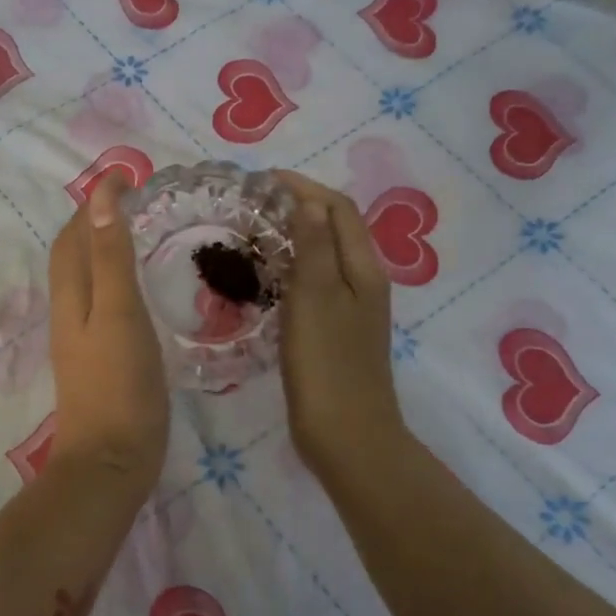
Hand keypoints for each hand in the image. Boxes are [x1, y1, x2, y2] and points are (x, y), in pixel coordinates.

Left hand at [46, 176, 168, 487]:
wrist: (111, 462)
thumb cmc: (121, 386)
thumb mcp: (120, 314)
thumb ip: (111, 258)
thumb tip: (99, 198)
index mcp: (72, 298)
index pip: (73, 237)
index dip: (92, 204)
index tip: (123, 175)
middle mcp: (69, 314)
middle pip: (72, 257)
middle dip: (91, 222)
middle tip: (127, 200)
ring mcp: (80, 341)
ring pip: (84, 282)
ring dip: (100, 250)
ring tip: (132, 234)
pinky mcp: (97, 363)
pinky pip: (99, 306)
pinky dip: (112, 281)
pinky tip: (133, 290)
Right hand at [275, 171, 406, 479]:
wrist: (346, 436)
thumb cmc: (328, 366)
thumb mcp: (316, 298)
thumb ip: (314, 247)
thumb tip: (307, 201)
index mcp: (363, 269)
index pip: (338, 209)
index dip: (304, 188)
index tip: (262, 180)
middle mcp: (363, 283)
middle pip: (334, 229)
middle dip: (298, 208)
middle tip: (252, 205)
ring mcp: (350, 310)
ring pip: (323, 258)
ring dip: (293, 238)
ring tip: (252, 234)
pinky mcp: (333, 333)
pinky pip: (313, 286)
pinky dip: (290, 270)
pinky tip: (264, 280)